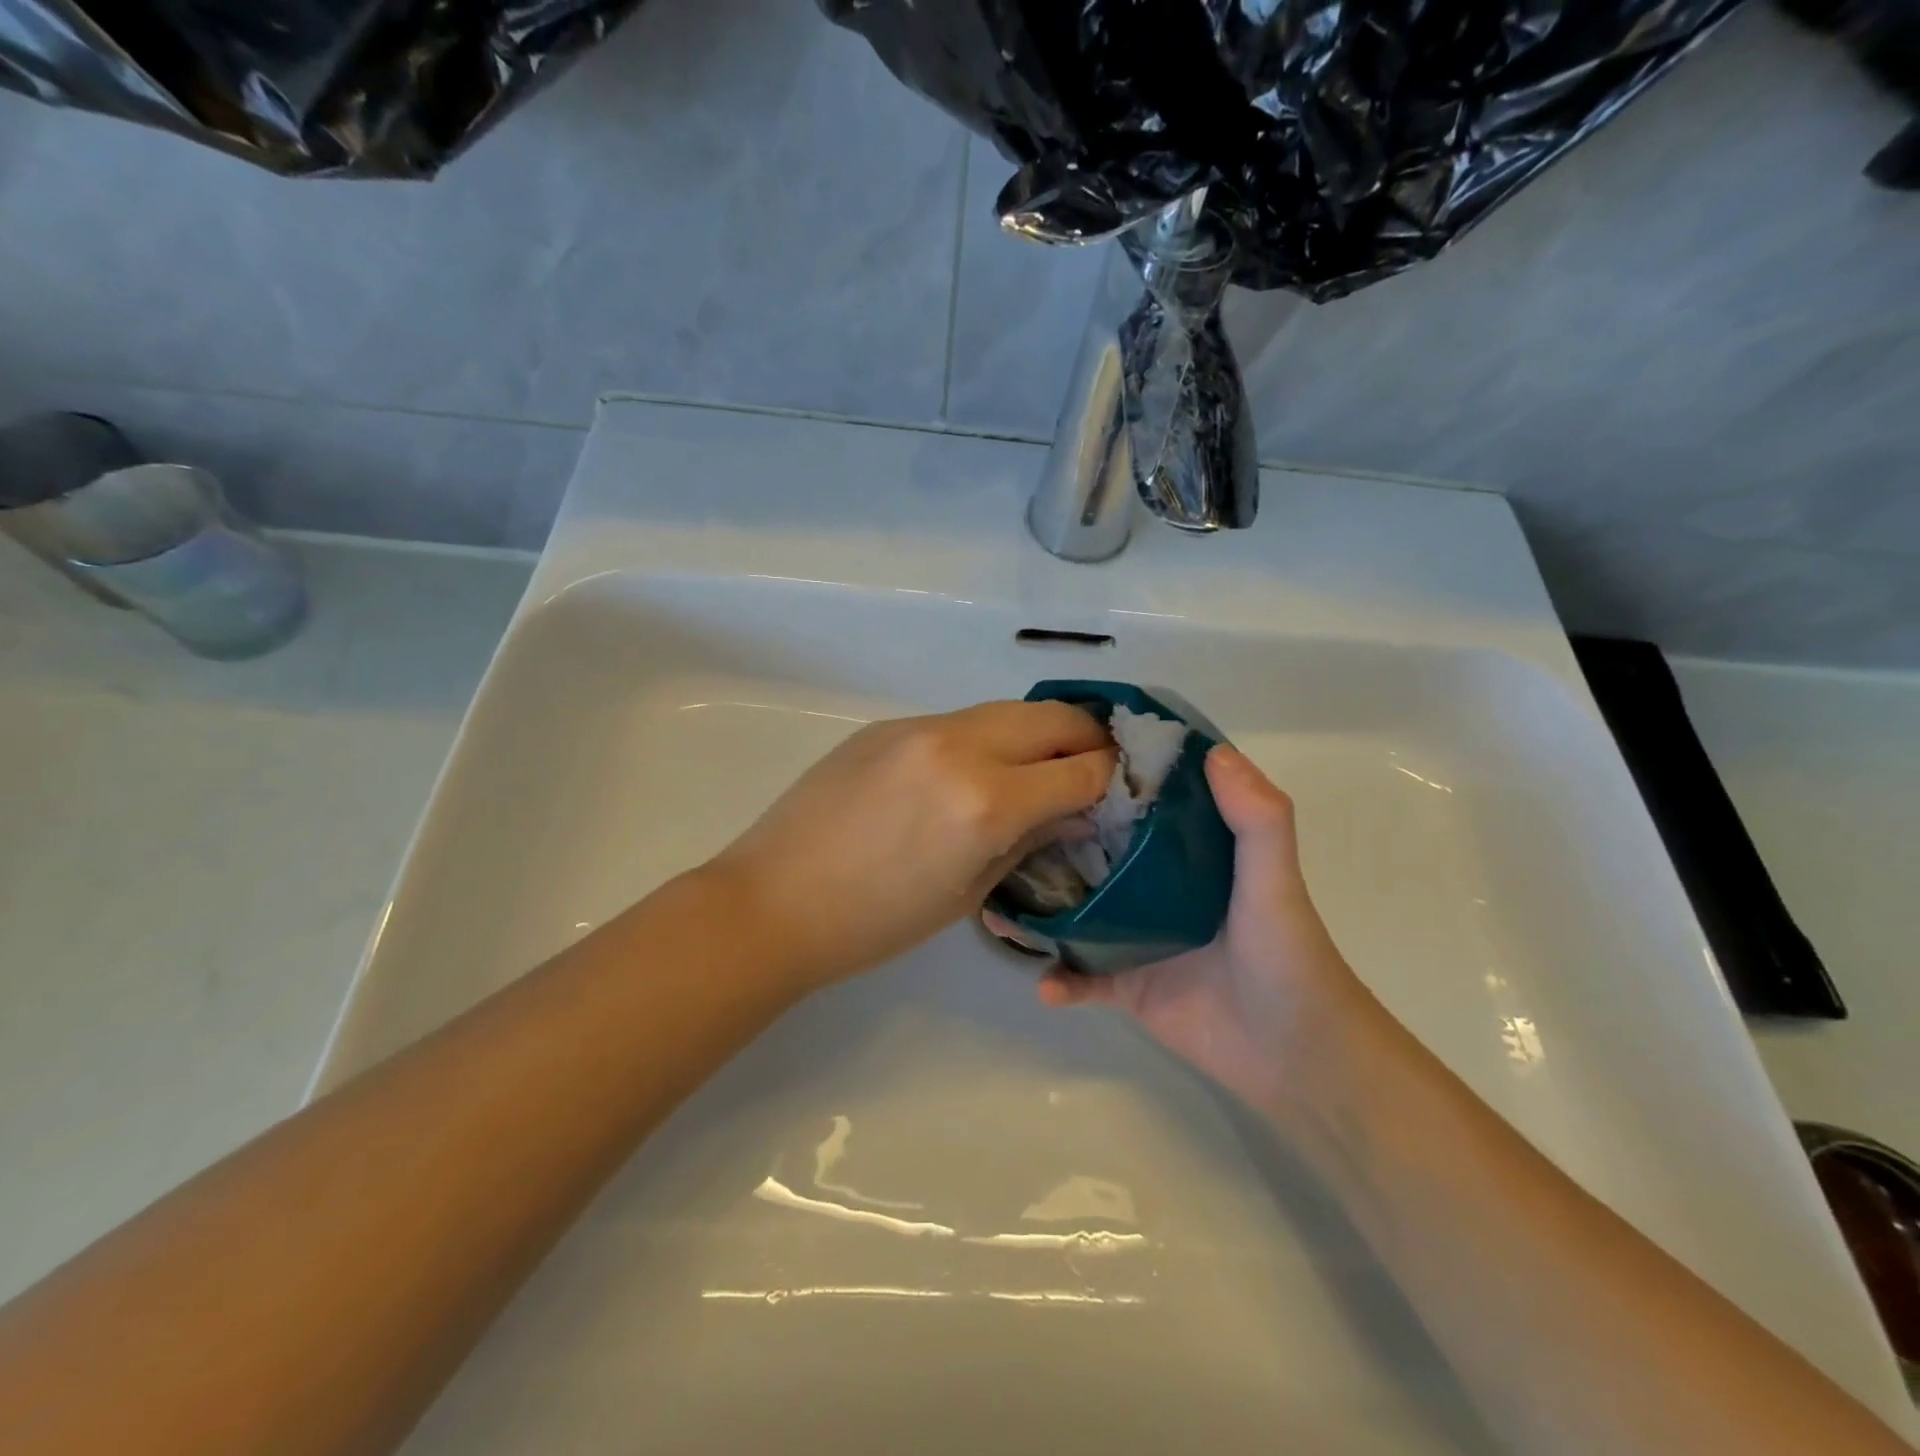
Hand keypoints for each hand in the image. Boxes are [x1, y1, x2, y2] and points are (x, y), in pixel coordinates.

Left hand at [709, 701, 1116, 990]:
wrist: (775, 900)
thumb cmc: (875, 922)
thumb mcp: (968, 893)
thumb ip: (1028, 839)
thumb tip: (1071, 809)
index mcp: (986, 802)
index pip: (1081, 770)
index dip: (1111, 778)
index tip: (1121, 787)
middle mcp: (961, 747)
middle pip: (1053, 718)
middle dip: (1087, 738)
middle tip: (1094, 765)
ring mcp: (920, 727)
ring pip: (1007, 711)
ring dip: (1037, 734)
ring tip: (1040, 766)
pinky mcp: (889, 724)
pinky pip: (959, 721)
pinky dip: (987, 738)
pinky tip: (973, 770)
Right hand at [1032, 745, 1367, 1117]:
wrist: (1298, 1059)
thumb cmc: (1288, 960)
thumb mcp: (1276, 883)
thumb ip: (1257, 821)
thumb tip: (1213, 752)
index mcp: (1189, 855)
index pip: (1142, 804)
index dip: (1109, 780)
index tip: (1061, 756)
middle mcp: (1156, 889)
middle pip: (1094, 855)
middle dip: (1051, 843)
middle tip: (1005, 828)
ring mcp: (1137, 938)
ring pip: (1075, 913)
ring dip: (1039, 910)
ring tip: (996, 905)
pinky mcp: (1128, 986)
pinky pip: (1081, 978)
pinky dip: (1060, 982)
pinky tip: (1043, 985)